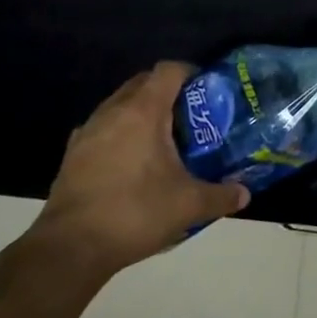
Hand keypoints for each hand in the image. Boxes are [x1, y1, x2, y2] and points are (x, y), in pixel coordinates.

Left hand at [27, 62, 249, 278]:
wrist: (71, 247)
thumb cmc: (135, 212)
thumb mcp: (188, 205)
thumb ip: (221, 196)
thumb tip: (244, 195)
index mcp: (144, 111)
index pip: (169, 70)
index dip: (191, 73)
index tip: (207, 90)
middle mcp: (113, 111)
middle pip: (143, 82)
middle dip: (167, 91)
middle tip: (189, 115)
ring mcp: (88, 131)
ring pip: (119, 104)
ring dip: (141, 111)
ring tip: (162, 139)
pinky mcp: (72, 154)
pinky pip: (102, 128)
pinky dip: (119, 133)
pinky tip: (131, 161)